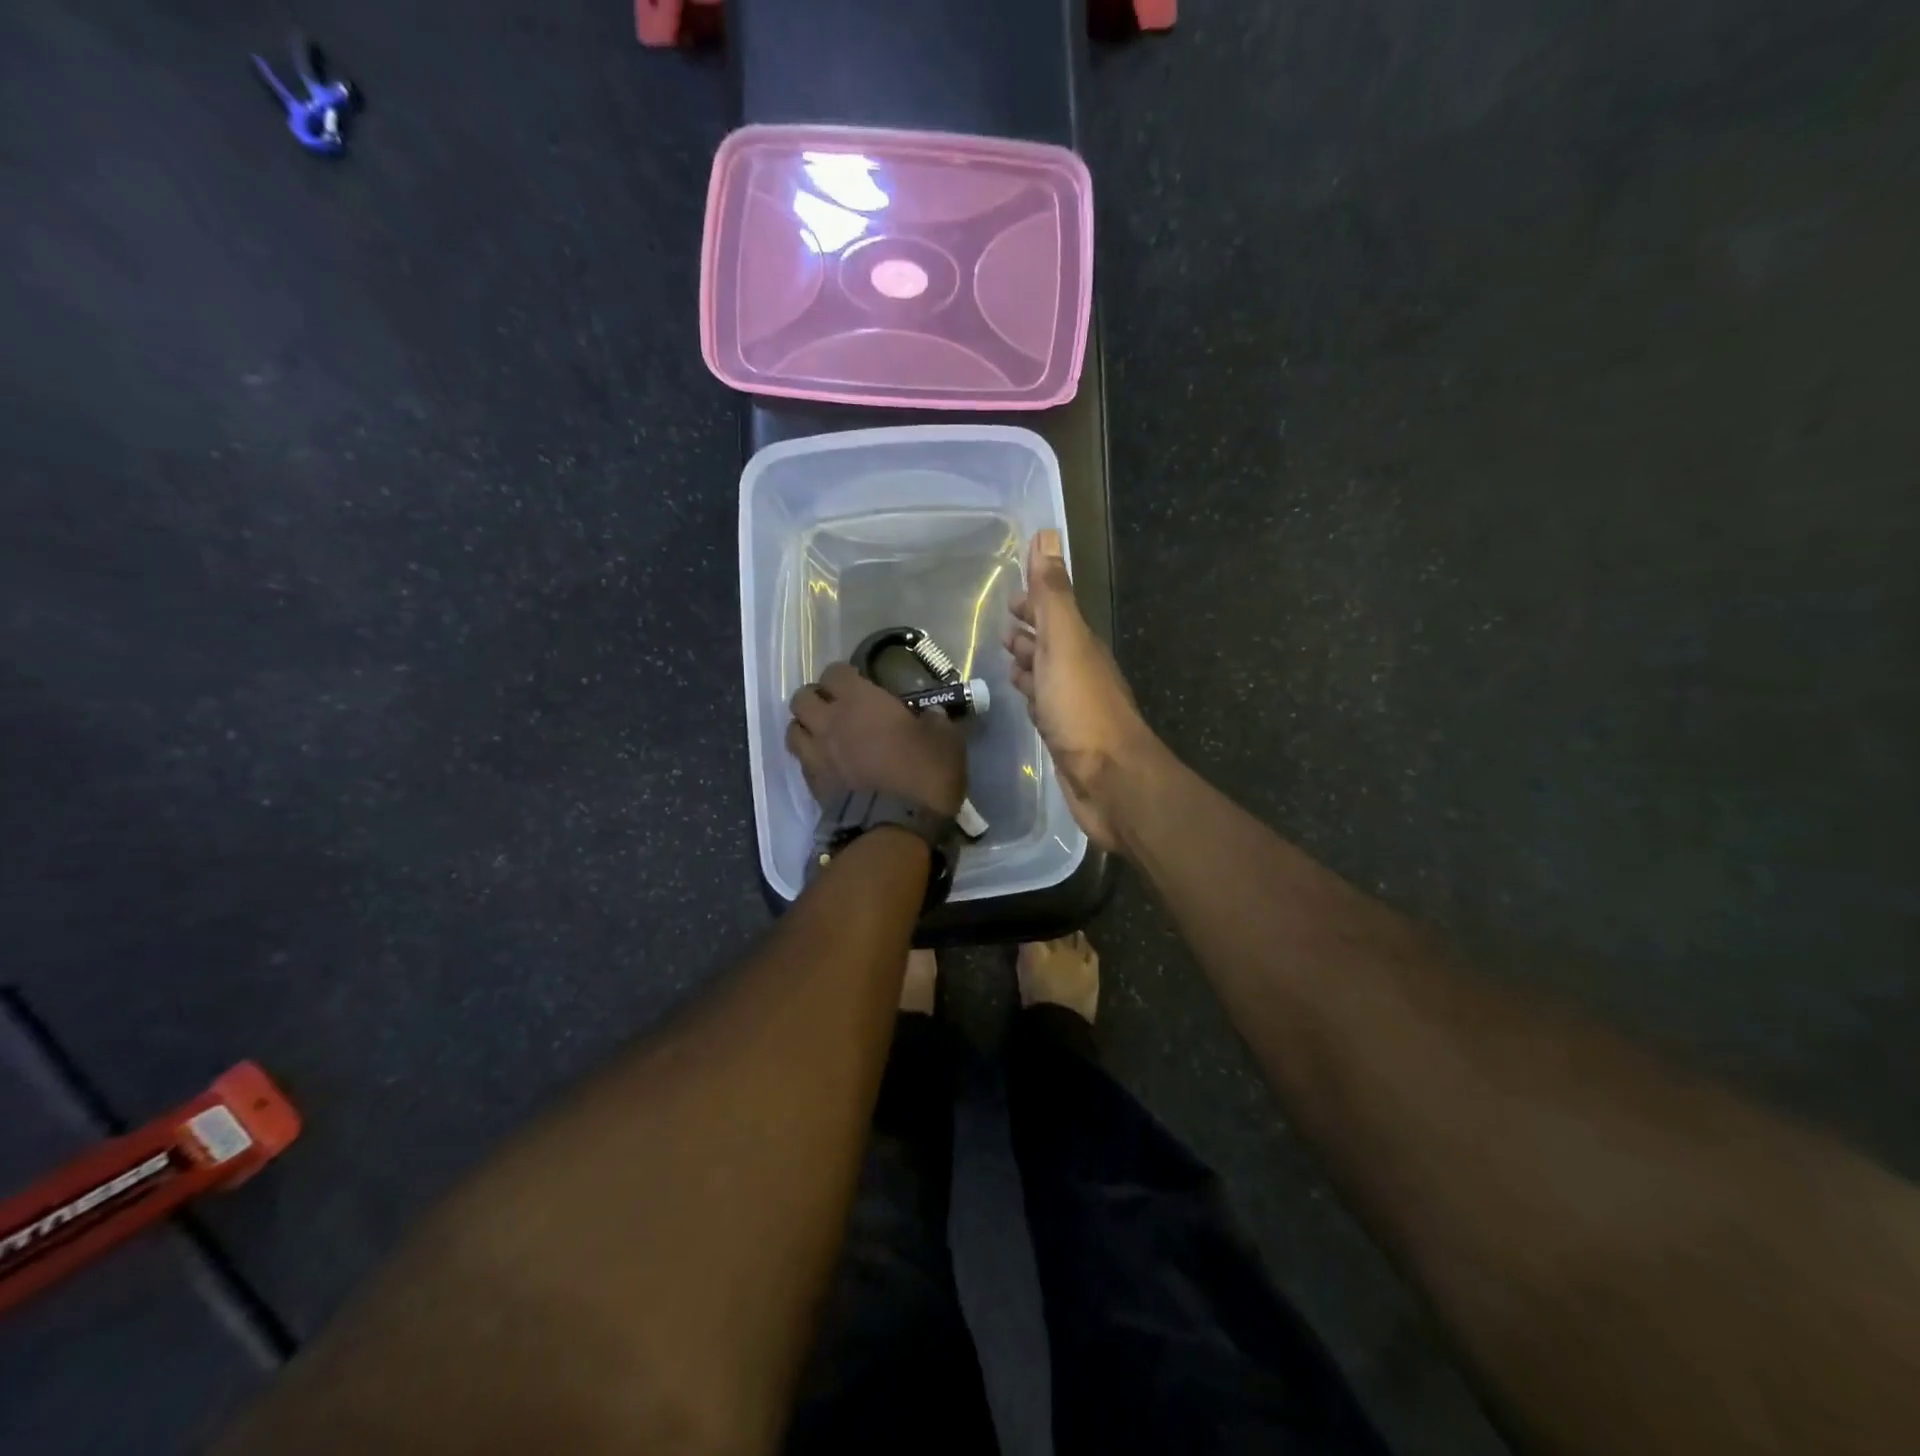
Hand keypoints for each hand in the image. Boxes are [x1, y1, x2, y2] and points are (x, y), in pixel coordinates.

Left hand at [787, 662, 966, 817]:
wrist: (895, 827)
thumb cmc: (923, 774)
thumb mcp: (946, 741)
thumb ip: (935, 721)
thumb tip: (931, 716)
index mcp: (860, 701)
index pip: (834, 672)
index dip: (845, 676)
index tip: (860, 685)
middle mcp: (830, 720)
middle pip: (802, 696)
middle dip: (817, 698)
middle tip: (837, 709)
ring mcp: (815, 752)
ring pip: (793, 727)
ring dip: (807, 727)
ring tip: (825, 735)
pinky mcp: (811, 783)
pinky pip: (801, 759)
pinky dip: (810, 757)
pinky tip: (828, 764)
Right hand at [1003, 530, 1162, 849]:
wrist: (1109, 780)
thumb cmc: (1082, 708)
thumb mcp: (1064, 642)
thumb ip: (1052, 595)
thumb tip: (1047, 535)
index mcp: (1080, 645)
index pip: (1054, 612)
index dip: (1034, 601)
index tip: (1010, 597)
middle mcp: (1080, 670)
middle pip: (1051, 642)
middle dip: (1029, 630)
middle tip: (1003, 627)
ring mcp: (1073, 705)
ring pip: (1047, 674)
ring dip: (1029, 662)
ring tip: (1006, 657)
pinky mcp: (1065, 736)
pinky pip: (1044, 706)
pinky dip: (1031, 695)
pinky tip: (1023, 699)